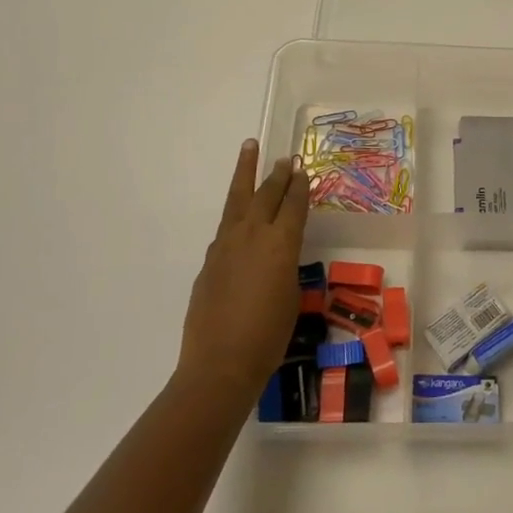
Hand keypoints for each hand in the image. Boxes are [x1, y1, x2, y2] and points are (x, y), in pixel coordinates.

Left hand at [177, 141, 309, 403]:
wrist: (219, 364)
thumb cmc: (268, 336)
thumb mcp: (291, 296)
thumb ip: (285, 266)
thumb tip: (277, 255)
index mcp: (281, 243)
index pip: (293, 204)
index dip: (300, 185)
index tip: (303, 169)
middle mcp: (253, 234)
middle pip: (267, 193)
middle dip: (278, 174)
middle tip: (285, 158)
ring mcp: (226, 244)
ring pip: (238, 199)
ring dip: (246, 172)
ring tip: (249, 147)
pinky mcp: (209, 260)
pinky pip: (226, 227)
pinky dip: (236, 214)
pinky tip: (240, 215)